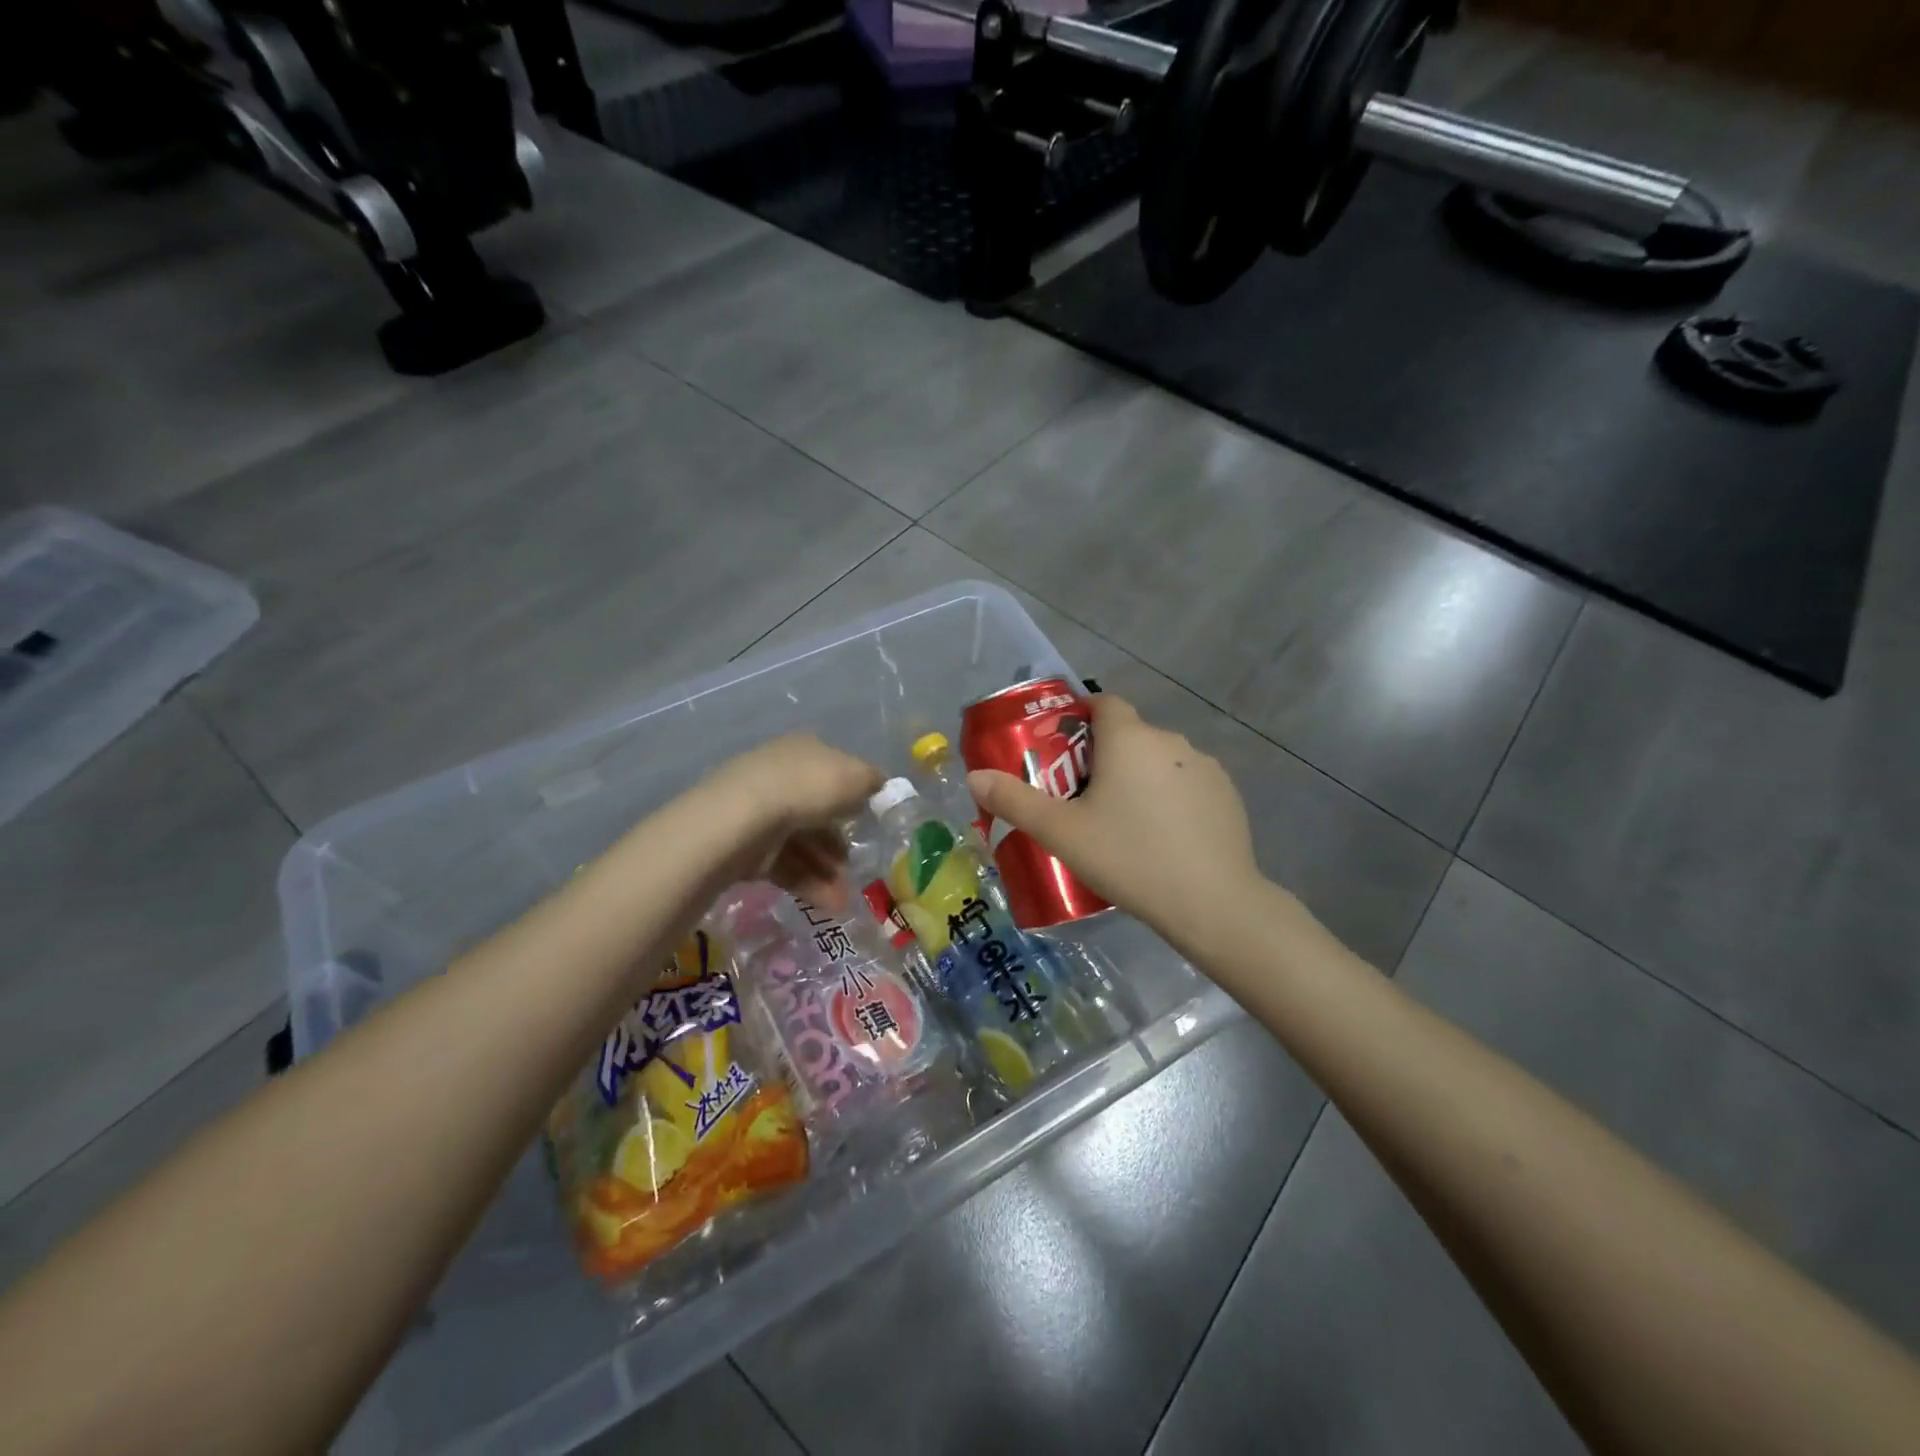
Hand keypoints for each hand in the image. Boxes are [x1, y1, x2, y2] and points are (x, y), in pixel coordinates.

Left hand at [694, 734, 884, 909]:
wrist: (743, 818)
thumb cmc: (807, 788)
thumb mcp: (856, 776)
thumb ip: (872, 781)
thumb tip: (876, 786)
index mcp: (804, 750)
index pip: (833, 771)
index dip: (853, 796)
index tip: (868, 822)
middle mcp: (781, 776)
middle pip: (818, 813)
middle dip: (840, 846)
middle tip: (859, 869)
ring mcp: (760, 813)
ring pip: (803, 844)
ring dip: (828, 872)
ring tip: (844, 900)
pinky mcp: (747, 847)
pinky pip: (785, 865)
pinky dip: (808, 884)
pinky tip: (828, 903)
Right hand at [966, 696, 1268, 950]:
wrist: (1211, 903)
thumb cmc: (1129, 857)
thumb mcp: (1062, 833)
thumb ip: (1015, 801)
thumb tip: (974, 776)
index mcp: (1128, 738)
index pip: (1103, 703)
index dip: (1080, 715)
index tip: (1063, 746)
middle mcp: (1169, 741)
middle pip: (1129, 735)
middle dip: (1104, 757)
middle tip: (1083, 799)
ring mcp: (1205, 767)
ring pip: (1159, 761)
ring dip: (1140, 778)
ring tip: (1124, 823)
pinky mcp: (1227, 794)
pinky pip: (1187, 784)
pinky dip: (1171, 798)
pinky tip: (1164, 837)